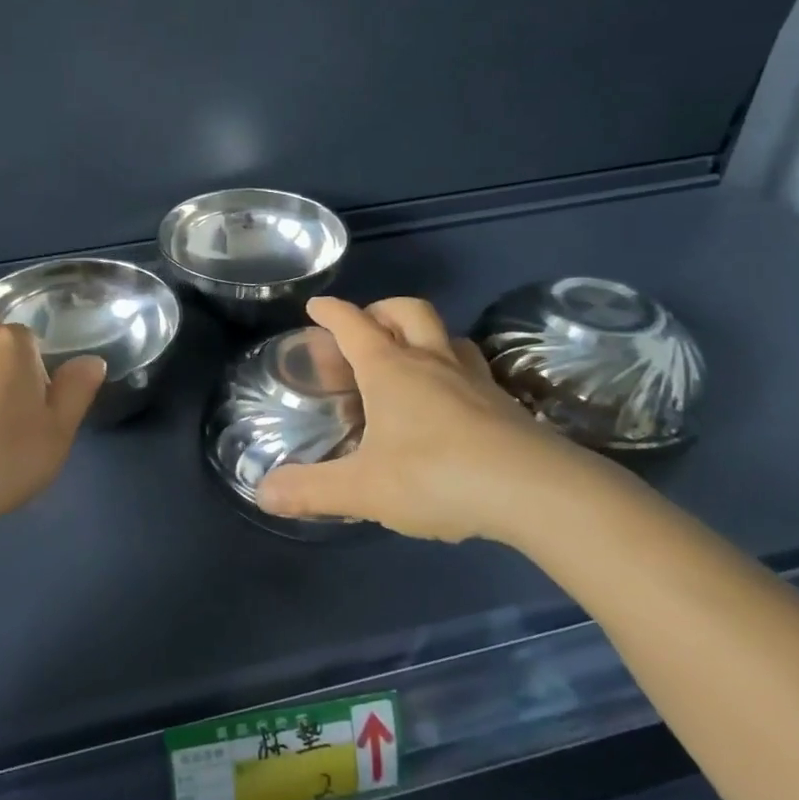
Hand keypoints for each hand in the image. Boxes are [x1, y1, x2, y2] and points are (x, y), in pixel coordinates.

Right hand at [256, 296, 630, 543]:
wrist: (536, 491)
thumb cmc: (436, 476)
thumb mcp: (363, 489)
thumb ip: (311, 490)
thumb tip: (262, 493)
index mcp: (391, 370)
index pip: (353, 325)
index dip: (332, 311)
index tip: (317, 306)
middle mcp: (432, 363)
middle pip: (408, 311)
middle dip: (381, 310)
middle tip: (367, 328)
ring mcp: (475, 380)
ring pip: (448, 336)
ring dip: (424, 336)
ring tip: (410, 359)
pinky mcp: (506, 405)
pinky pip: (474, 371)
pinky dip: (455, 371)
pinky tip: (452, 403)